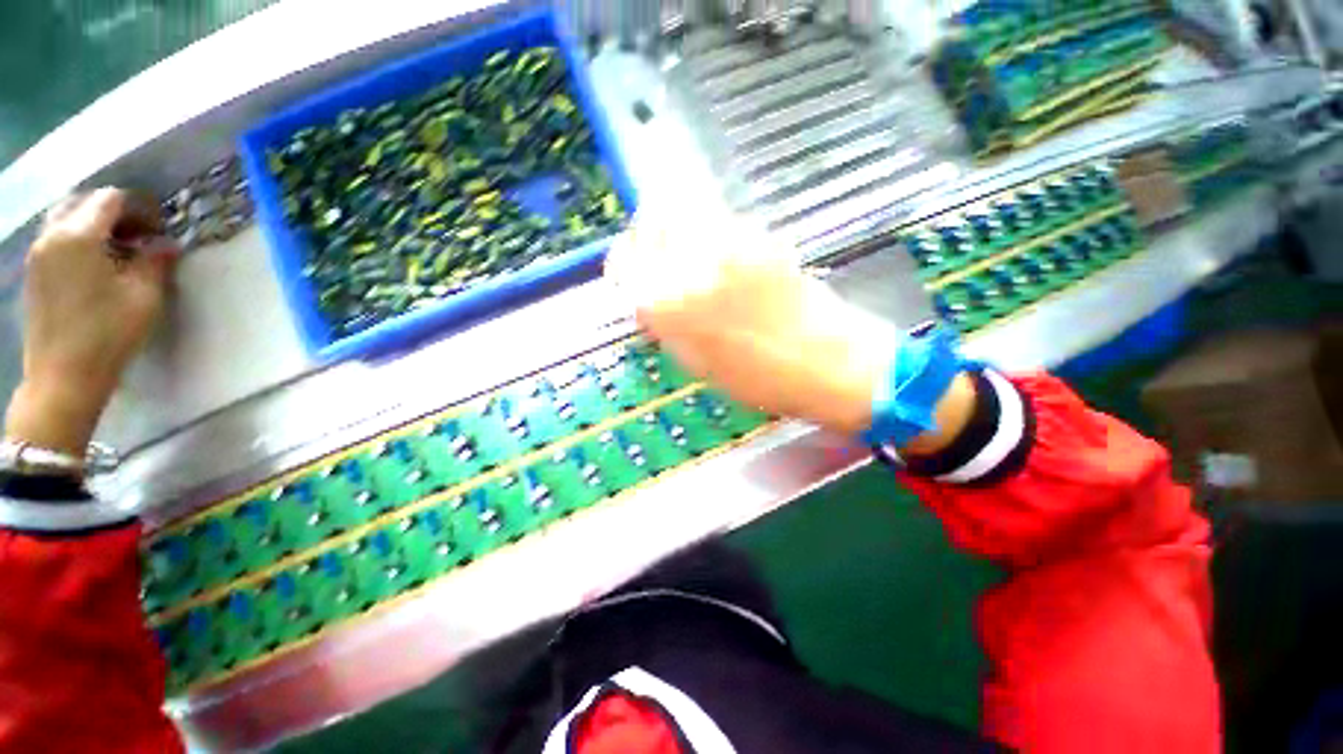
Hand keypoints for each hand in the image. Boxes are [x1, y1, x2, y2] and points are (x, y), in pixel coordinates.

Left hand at [5, 189, 176, 456]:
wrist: (63, 378)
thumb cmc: (108, 335)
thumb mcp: (144, 296)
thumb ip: (155, 261)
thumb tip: (167, 244)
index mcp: (78, 235)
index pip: (111, 200)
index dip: (139, 209)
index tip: (158, 231)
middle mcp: (52, 235)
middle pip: (84, 203)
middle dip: (115, 214)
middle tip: (140, 237)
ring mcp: (38, 254)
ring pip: (66, 219)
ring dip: (94, 226)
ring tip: (119, 250)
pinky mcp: (34, 272)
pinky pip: (56, 238)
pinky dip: (78, 239)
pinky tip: (96, 264)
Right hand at [605, 199, 895, 435]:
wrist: (829, 362)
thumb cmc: (760, 379)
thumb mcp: (698, 363)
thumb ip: (665, 324)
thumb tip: (649, 296)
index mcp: (671, 307)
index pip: (626, 263)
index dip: (622, 264)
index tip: (627, 273)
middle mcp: (693, 265)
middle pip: (653, 219)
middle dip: (646, 236)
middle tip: (655, 258)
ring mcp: (732, 243)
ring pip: (686, 212)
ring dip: (678, 231)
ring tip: (690, 261)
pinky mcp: (762, 236)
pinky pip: (720, 223)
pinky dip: (709, 235)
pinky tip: (724, 263)